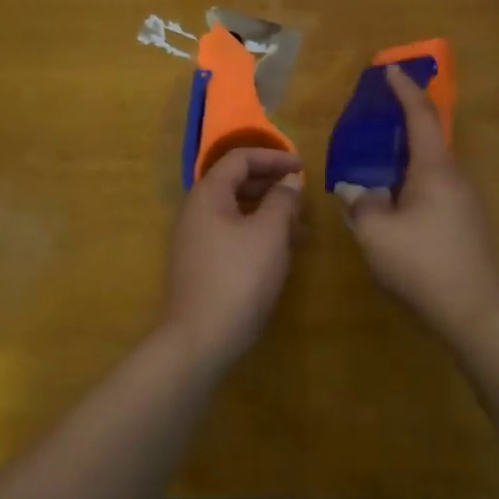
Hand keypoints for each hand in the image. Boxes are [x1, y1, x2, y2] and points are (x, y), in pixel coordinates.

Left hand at [162, 147, 304, 366]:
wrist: (199, 341)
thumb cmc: (238, 278)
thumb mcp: (270, 233)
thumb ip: (283, 200)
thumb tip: (290, 180)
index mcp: (208, 194)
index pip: (240, 158)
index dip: (273, 157)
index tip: (303, 168)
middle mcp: (196, 211)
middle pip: (236, 182)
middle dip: (272, 185)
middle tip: (303, 196)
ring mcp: (195, 240)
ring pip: (236, 211)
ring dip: (268, 211)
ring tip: (300, 227)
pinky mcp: (201, 265)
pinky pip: (232, 234)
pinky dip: (257, 233)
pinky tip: (281, 251)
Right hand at [336, 65, 498, 339]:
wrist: (475, 312)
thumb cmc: (422, 264)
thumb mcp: (376, 233)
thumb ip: (360, 203)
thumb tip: (353, 188)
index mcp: (435, 169)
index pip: (421, 116)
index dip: (405, 90)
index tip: (389, 70)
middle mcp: (455, 177)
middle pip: (429, 137)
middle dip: (404, 120)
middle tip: (376, 115)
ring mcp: (466, 200)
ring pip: (432, 166)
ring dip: (407, 155)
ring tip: (378, 160)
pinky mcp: (467, 223)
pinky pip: (436, 187)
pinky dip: (413, 179)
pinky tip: (396, 200)